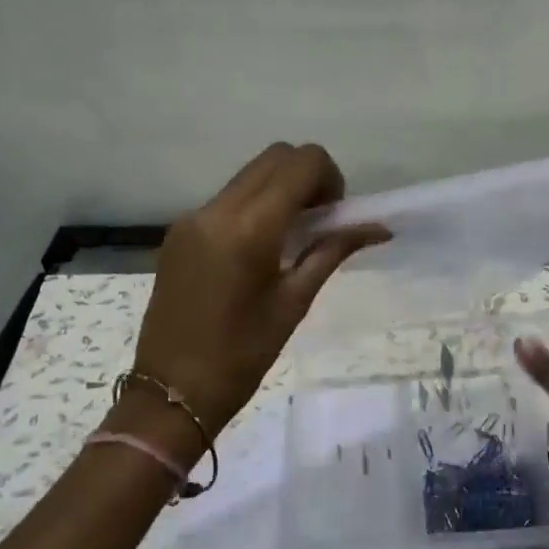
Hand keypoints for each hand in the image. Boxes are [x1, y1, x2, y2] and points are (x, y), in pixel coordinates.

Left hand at [130, 143, 388, 431]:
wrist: (170, 392)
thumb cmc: (242, 356)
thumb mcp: (294, 302)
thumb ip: (332, 252)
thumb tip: (377, 227)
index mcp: (249, 228)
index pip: (301, 162)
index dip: (330, 178)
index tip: (333, 216)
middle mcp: (216, 210)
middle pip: (275, 156)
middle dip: (306, 177)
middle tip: (318, 222)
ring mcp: (192, 218)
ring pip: (249, 174)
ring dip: (279, 190)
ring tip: (290, 239)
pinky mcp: (178, 232)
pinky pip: (226, 198)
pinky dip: (253, 206)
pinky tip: (258, 251)